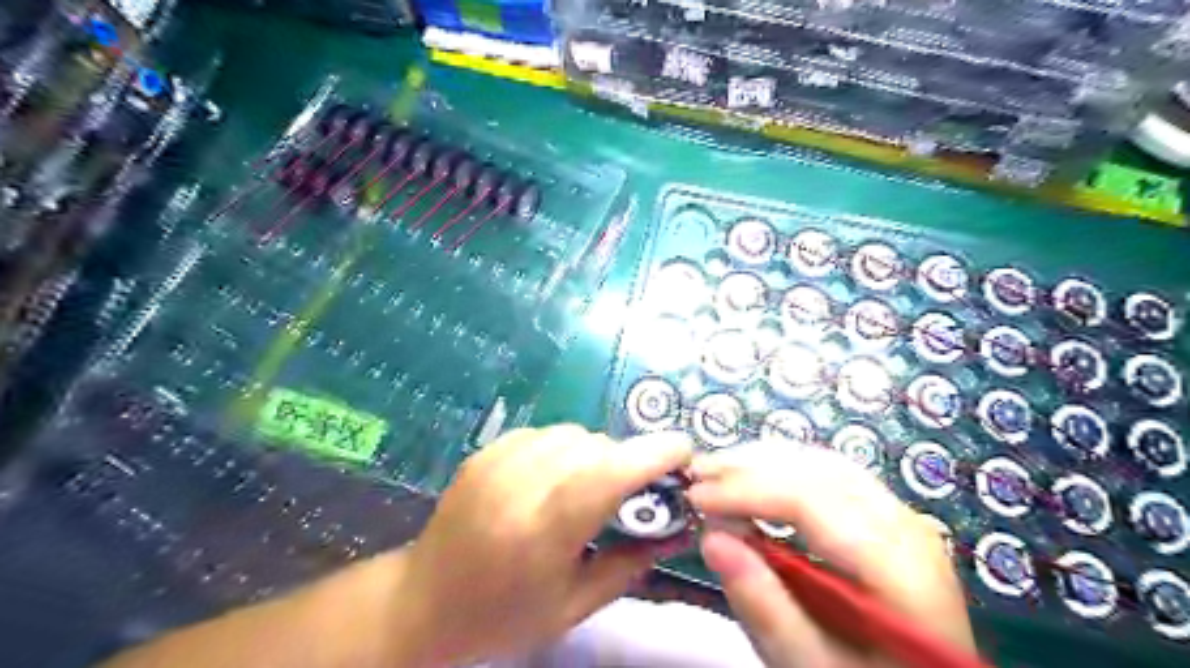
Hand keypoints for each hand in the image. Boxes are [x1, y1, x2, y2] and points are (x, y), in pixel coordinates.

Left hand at [400, 426, 699, 666]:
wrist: (423, 602)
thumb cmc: (503, 615)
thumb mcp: (575, 604)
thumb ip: (631, 562)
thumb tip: (679, 529)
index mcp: (544, 530)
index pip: (609, 472)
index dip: (654, 454)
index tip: (684, 454)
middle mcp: (521, 484)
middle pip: (597, 447)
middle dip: (626, 462)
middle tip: (631, 493)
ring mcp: (499, 460)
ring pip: (573, 434)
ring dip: (595, 454)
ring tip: (588, 488)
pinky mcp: (486, 450)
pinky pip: (545, 434)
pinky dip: (563, 450)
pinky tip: (553, 480)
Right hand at [689, 444, 975, 666]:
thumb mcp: (812, 667)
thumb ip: (765, 606)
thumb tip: (712, 538)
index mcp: (899, 567)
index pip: (811, 501)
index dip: (746, 490)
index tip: (695, 497)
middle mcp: (906, 527)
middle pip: (819, 471)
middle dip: (750, 466)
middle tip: (698, 474)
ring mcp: (901, 518)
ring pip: (825, 465)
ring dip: (765, 462)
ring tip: (718, 472)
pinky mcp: (888, 519)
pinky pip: (832, 476)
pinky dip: (786, 471)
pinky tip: (757, 480)